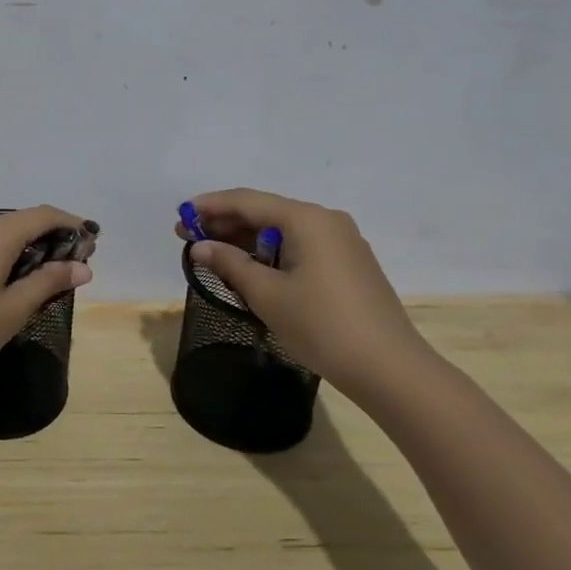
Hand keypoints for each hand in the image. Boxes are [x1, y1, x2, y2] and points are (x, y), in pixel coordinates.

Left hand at [0, 206, 94, 409]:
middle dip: (47, 238)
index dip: (71, 225)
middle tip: (71, 265)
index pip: (42, 216)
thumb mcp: (11, 311)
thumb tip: (83, 267)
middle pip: (18, 221)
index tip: (92, 242)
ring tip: (41, 275)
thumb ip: (48, 282)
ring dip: (21, 246)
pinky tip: (4, 279)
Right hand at [177, 189, 439, 406]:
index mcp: (306, 218)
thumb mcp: (266, 294)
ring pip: (284, 231)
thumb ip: (229, 263)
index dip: (211, 206)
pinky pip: (301, 246)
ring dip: (248, 240)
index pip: (248, 201)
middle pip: (266, 212)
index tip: (181, 215)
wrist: (389, 368)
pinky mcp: (349, 264)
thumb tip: (200, 246)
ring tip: (214, 253)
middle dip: (226, 223)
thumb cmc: (321, 325)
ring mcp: (342, 242)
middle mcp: (326, 220)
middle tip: (189, 237)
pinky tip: (251, 268)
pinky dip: (272, 253)